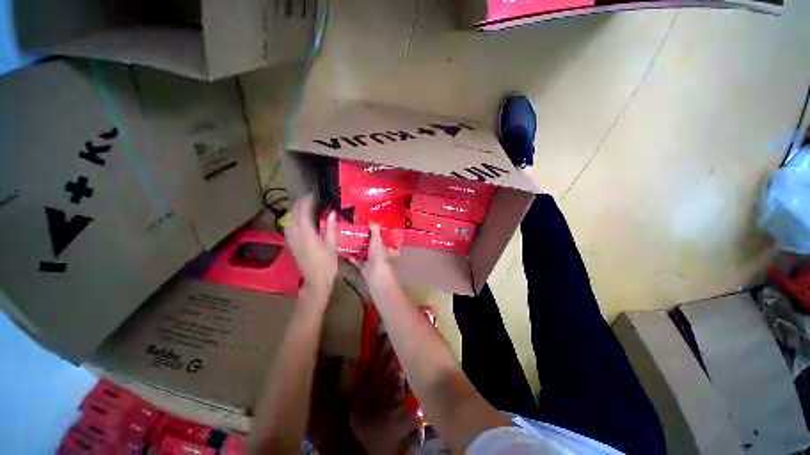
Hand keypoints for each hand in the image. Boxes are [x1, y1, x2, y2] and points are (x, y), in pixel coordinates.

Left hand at [286, 194, 337, 299]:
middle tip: (307, 196)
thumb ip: (331, 227)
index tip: (313, 194)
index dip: (307, 202)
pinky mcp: (291, 245)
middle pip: (293, 215)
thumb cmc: (327, 264)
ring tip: (302, 203)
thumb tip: (331, 213)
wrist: (316, 280)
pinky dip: (291, 219)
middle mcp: (296, 236)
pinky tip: (296, 218)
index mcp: (307, 235)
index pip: (304, 213)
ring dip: (294, 210)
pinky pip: (288, 227)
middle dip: (299, 203)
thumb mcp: (332, 245)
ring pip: (289, 221)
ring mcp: (292, 241)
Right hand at [351, 224, 397, 290]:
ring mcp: (371, 260)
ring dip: (357, 247)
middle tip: (355, 232)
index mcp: (384, 246)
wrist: (374, 273)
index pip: (381, 238)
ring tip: (348, 239)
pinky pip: (356, 260)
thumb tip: (371, 221)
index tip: (367, 227)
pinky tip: (344, 251)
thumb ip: (375, 230)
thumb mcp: (377, 240)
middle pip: (371, 244)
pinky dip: (352, 256)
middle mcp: (378, 253)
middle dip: (364, 239)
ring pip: (363, 252)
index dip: (376, 232)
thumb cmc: (378, 255)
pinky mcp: (363, 266)